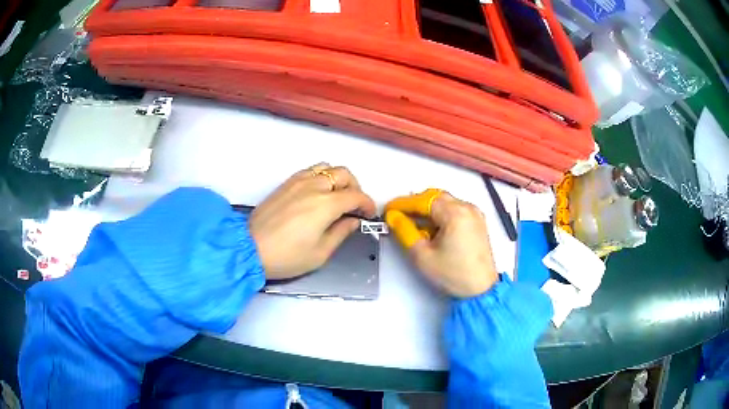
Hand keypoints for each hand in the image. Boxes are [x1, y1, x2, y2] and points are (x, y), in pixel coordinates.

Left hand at [249, 163, 376, 279]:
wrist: (250, 248)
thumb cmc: (287, 256)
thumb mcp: (321, 253)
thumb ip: (341, 232)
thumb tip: (353, 220)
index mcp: (326, 204)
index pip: (356, 195)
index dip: (367, 204)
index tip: (368, 215)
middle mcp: (315, 186)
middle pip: (344, 174)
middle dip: (355, 187)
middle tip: (354, 206)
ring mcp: (298, 181)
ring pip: (327, 167)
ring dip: (338, 179)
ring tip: (337, 196)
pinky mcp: (286, 183)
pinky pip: (310, 170)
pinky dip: (321, 176)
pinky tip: (317, 193)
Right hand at [385, 189, 497, 297]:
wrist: (481, 290)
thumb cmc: (455, 275)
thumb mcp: (422, 255)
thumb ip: (405, 231)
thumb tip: (394, 217)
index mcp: (455, 213)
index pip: (422, 200)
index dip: (402, 204)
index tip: (389, 209)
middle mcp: (467, 208)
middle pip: (435, 197)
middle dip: (416, 205)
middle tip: (400, 217)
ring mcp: (475, 214)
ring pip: (446, 202)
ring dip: (429, 210)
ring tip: (416, 226)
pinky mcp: (478, 222)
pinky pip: (456, 209)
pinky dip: (442, 214)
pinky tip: (433, 229)